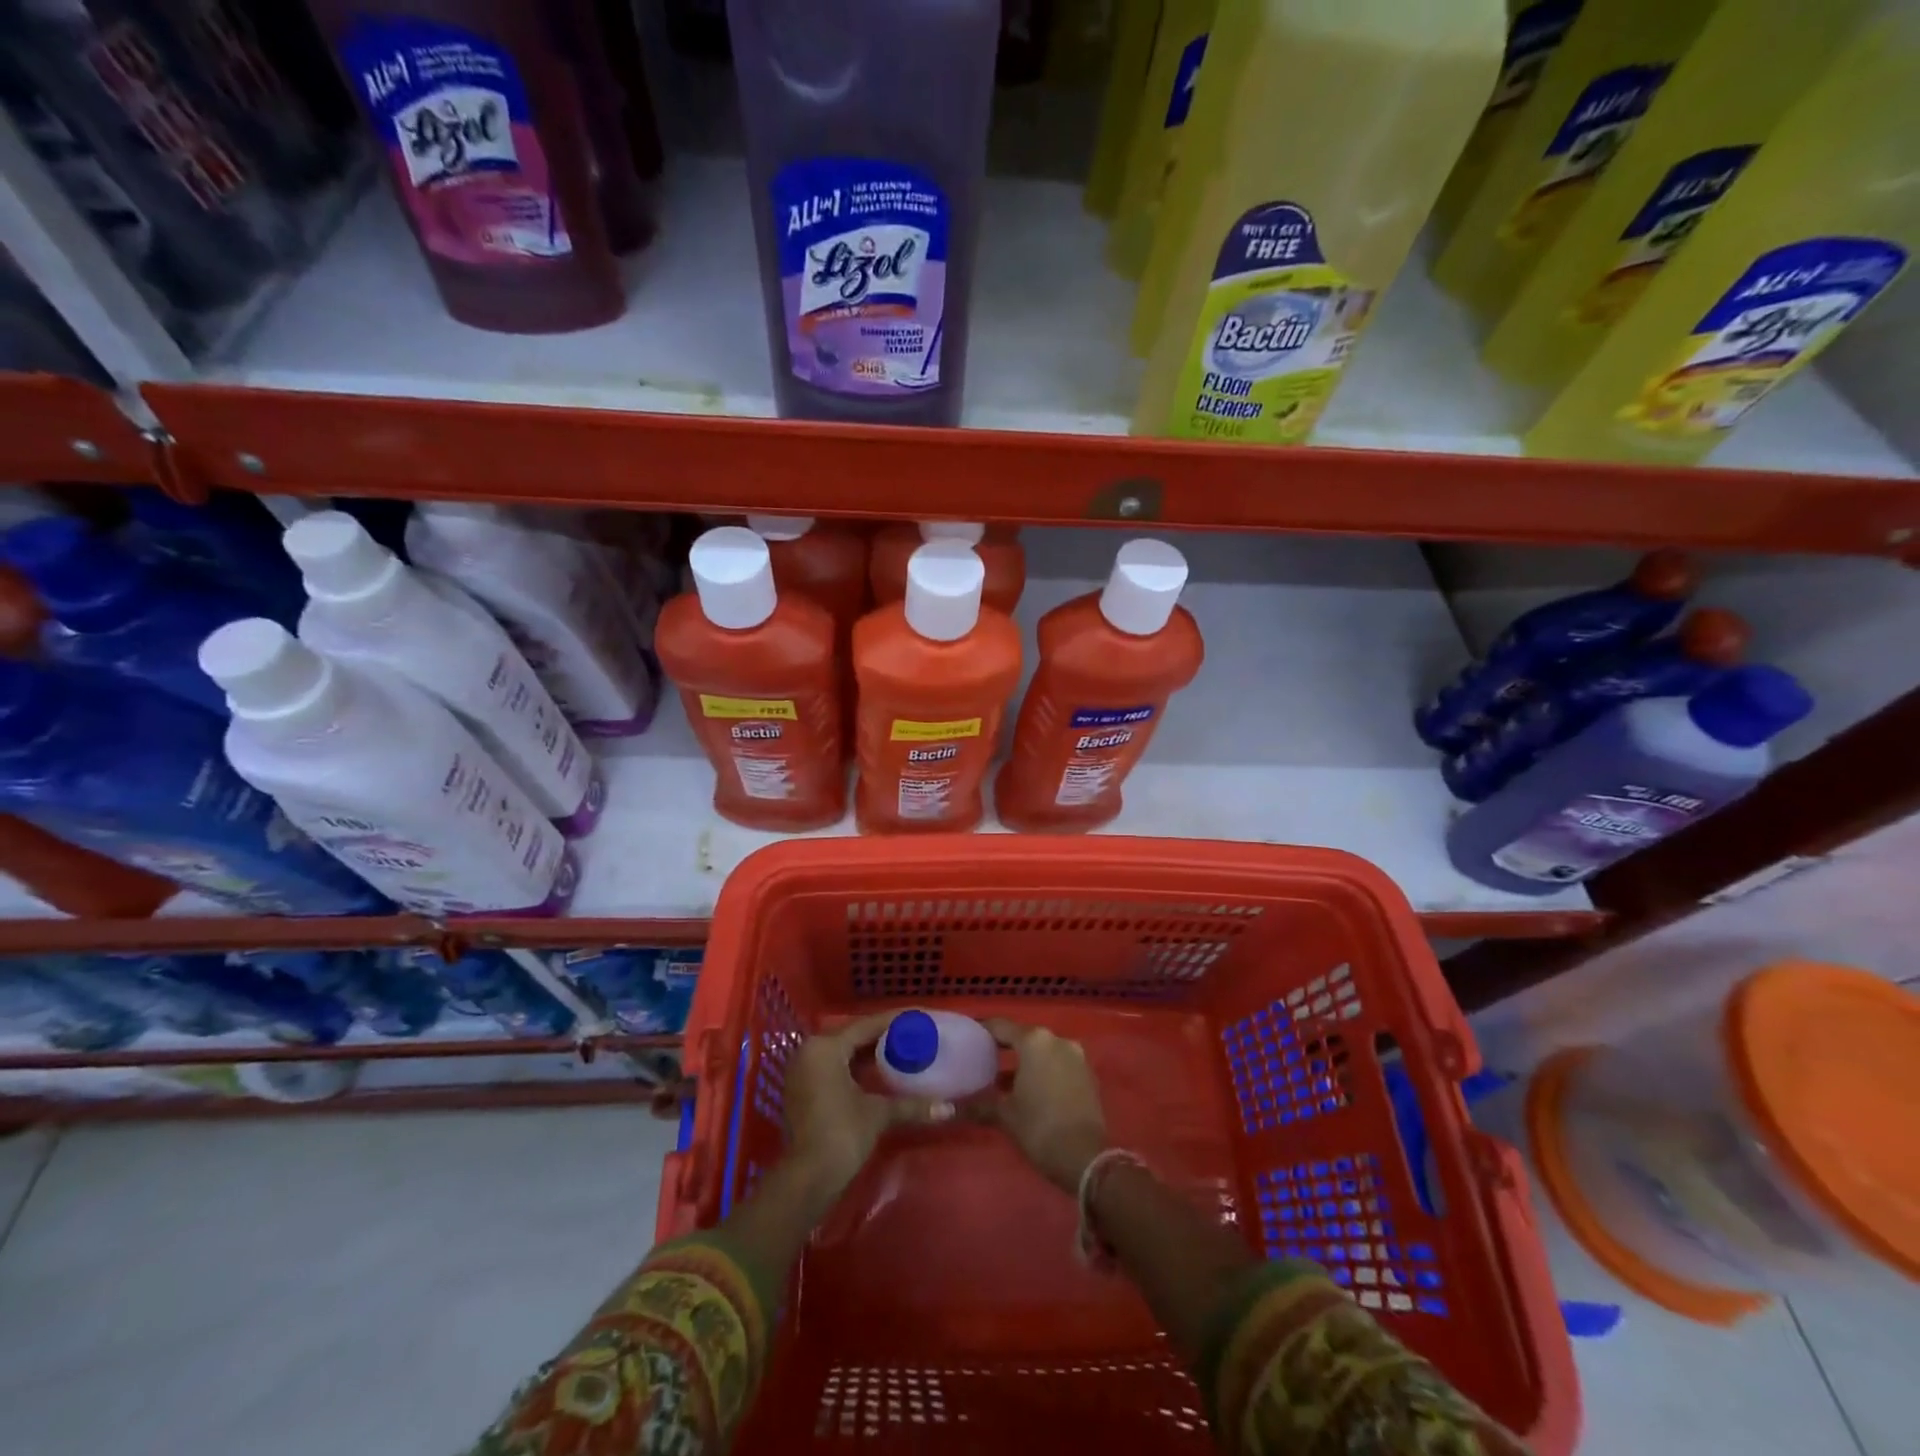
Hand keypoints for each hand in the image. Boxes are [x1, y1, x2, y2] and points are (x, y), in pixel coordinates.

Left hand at [783, 1013, 950, 1190]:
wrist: (808, 1179)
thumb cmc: (842, 1134)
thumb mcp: (878, 1114)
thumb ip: (912, 1105)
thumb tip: (949, 1108)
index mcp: (826, 1047)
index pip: (867, 1025)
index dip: (896, 1021)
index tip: (920, 1017)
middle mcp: (810, 1051)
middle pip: (853, 1035)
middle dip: (884, 1035)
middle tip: (914, 1033)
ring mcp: (803, 1071)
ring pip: (843, 1052)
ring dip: (869, 1052)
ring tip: (901, 1049)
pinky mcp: (803, 1090)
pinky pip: (834, 1066)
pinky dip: (855, 1066)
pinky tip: (879, 1072)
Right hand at [972, 1019, 1108, 1192]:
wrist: (1085, 1158)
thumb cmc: (1040, 1128)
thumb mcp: (1005, 1115)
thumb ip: (977, 1105)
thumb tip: (946, 1107)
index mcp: (1034, 1041)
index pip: (1001, 1026)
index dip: (982, 1032)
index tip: (967, 1039)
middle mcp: (1057, 1040)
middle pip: (1023, 1037)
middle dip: (1004, 1048)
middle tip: (981, 1061)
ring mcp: (1076, 1056)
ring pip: (1042, 1051)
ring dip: (1024, 1062)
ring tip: (1002, 1080)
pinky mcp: (1087, 1074)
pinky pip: (1058, 1064)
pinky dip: (1043, 1071)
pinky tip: (1028, 1091)